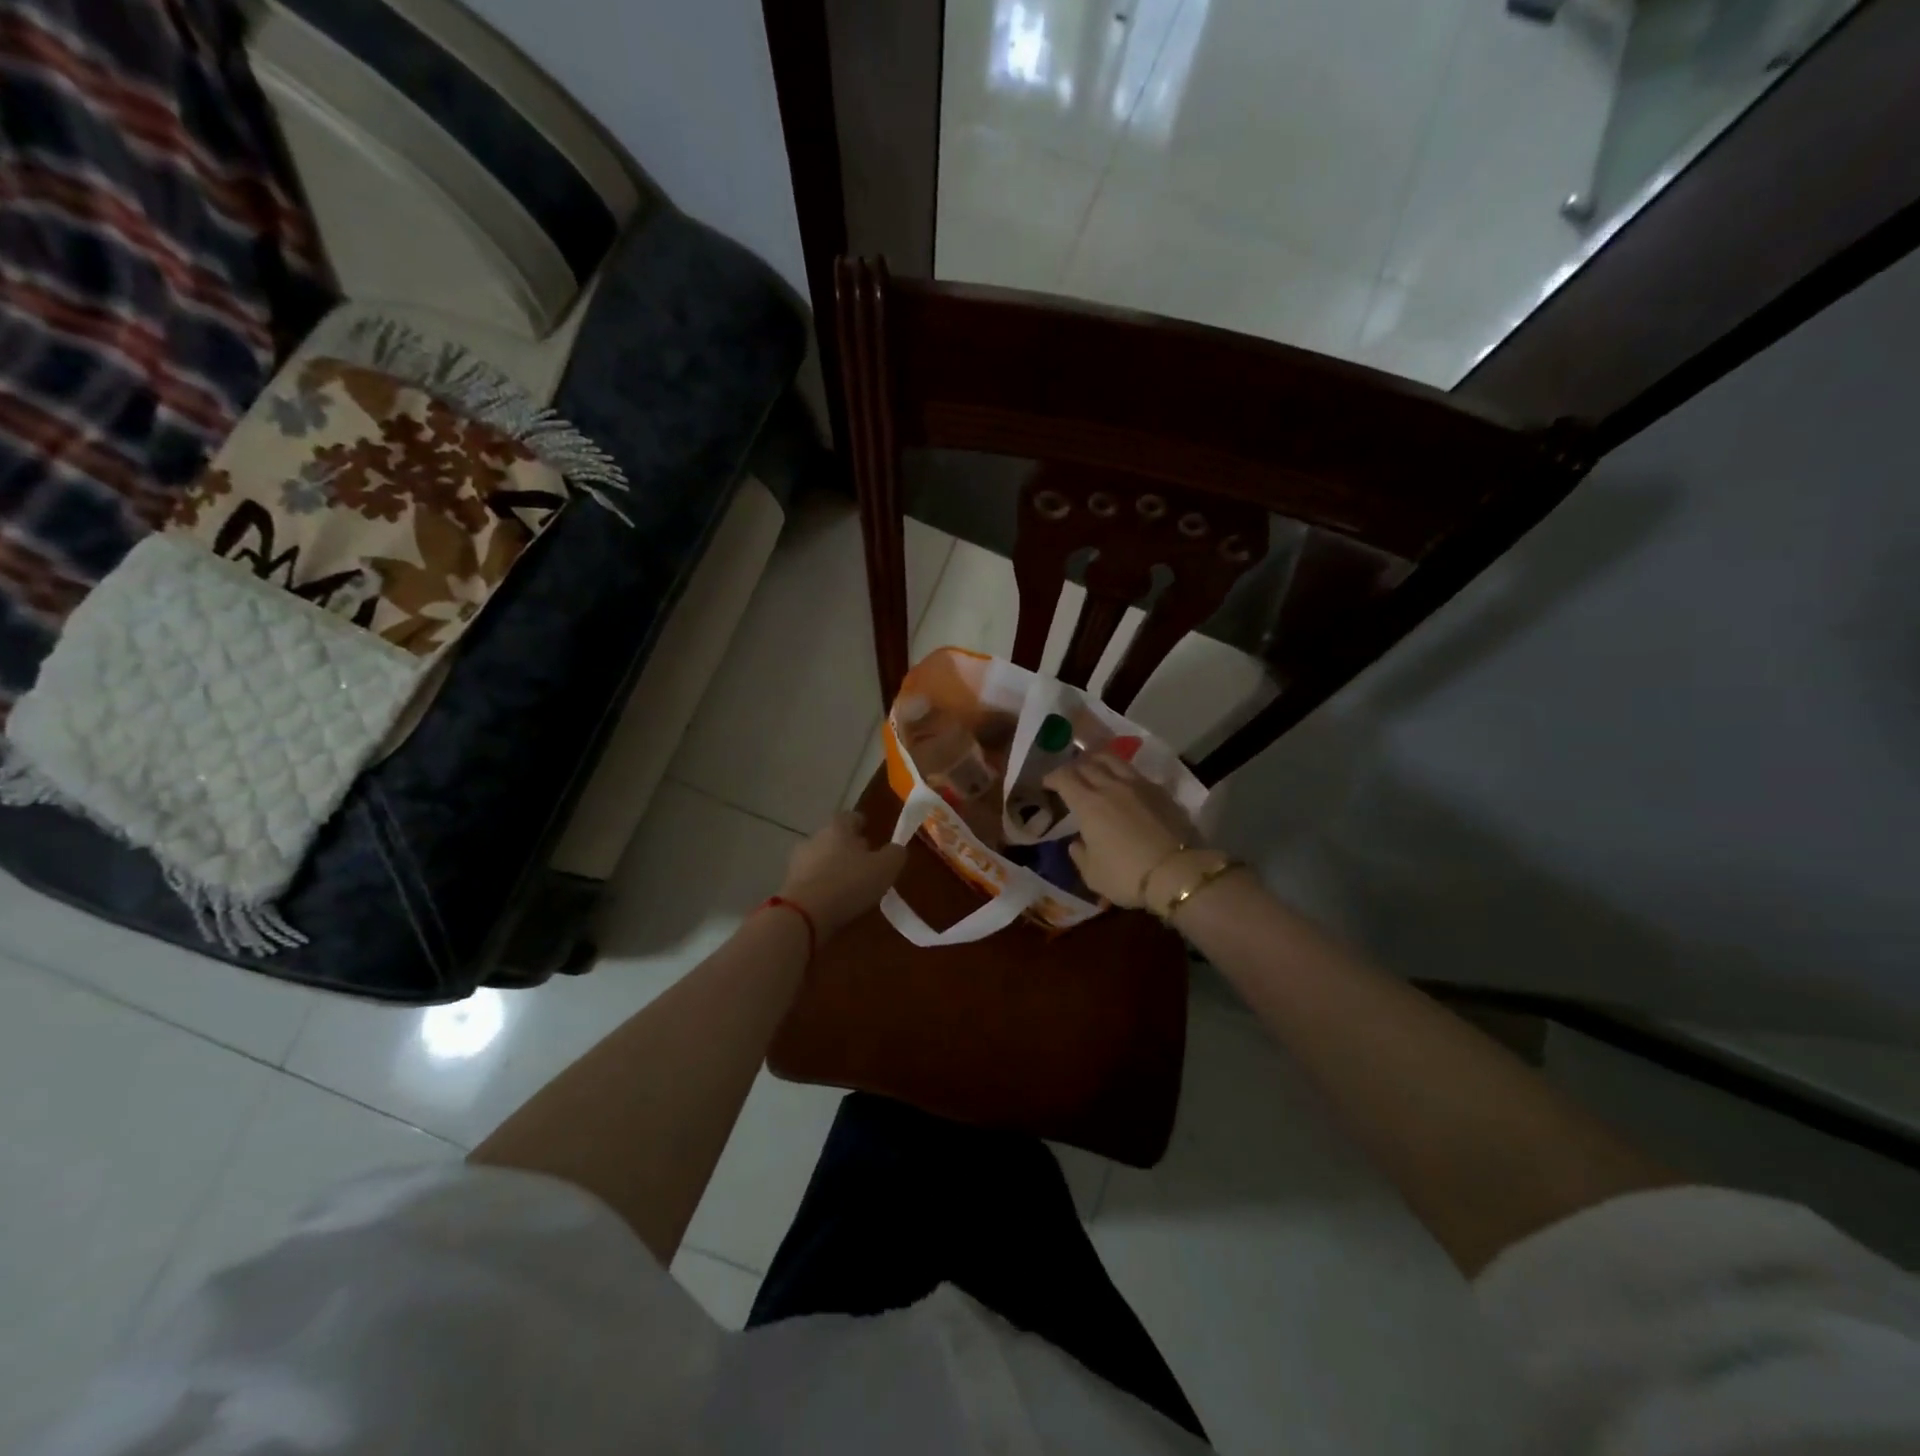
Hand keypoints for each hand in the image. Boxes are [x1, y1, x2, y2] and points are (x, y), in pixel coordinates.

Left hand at [778, 812, 907, 938]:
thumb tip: (897, 849)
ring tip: (850, 886)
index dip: (862, 824)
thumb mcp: (885, 868)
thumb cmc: (849, 883)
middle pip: (834, 838)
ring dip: (834, 868)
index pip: (851, 817)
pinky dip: (822, 887)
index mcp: (838, 827)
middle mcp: (815, 838)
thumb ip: (895, 854)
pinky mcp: (788, 885)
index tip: (871, 832)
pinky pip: (811, 880)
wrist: (803, 914)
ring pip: (821, 859)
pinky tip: (833, 901)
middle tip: (865, 862)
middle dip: (849, 848)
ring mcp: (798, 861)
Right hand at [1044, 755, 1201, 909]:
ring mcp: (1138, 785)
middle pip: (1086, 764)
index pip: (1064, 778)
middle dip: (1072, 767)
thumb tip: (1076, 842)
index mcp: (1088, 804)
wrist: (1177, 873)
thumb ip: (1079, 855)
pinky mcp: (1160, 790)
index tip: (1047, 783)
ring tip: (1093, 766)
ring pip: (1112, 760)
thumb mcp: (1092, 875)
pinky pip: (1134, 772)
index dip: (1052, 777)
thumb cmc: (1126, 875)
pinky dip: (1121, 772)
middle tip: (1068, 776)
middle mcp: (1110, 786)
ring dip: (1097, 760)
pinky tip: (1122, 782)